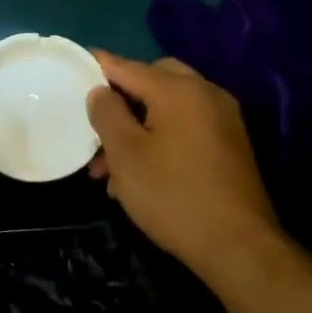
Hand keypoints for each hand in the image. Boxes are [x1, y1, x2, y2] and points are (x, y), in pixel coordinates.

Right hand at [86, 53, 289, 291]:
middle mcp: (205, 94)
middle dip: (121, 100)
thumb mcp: (126, 155)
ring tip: (107, 170)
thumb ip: (107, 114)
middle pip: (153, 81)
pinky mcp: (230, 145)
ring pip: (168, 109)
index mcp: (178, 90)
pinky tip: (139, 175)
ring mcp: (223, 119)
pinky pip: (186, 127)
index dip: (97, 65)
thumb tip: (100, 91)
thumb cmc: (173, 195)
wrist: (238, 246)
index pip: (127, 66)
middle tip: (96, 125)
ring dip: (136, 127)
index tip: (72, 66)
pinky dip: (160, 138)